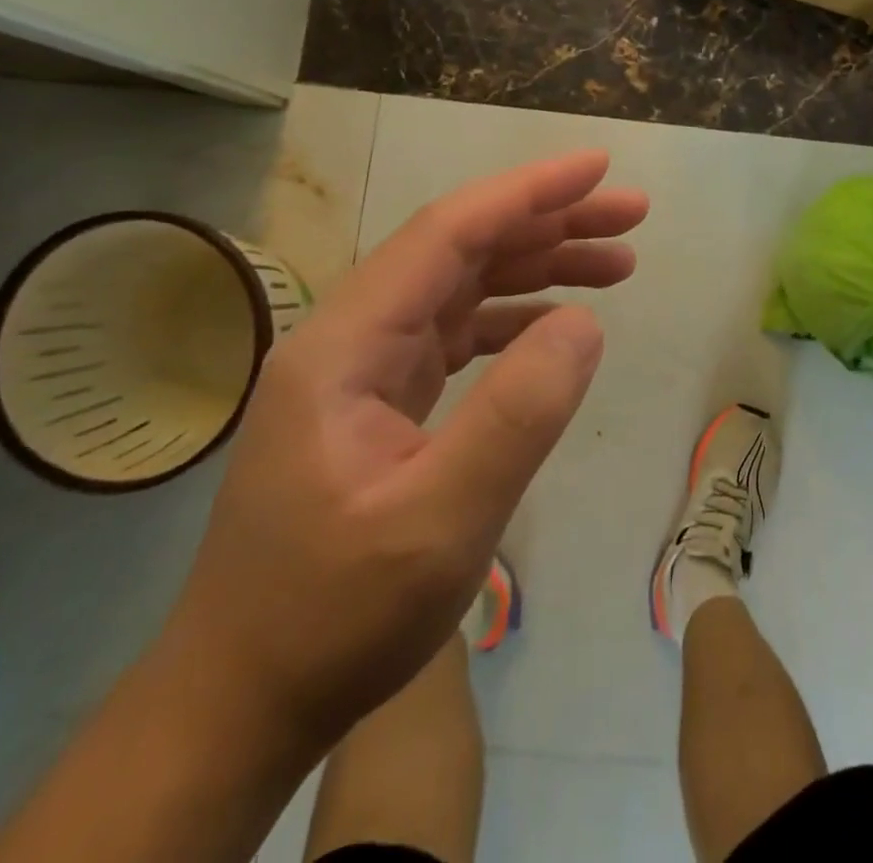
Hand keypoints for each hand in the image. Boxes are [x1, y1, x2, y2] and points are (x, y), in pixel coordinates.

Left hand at [159, 150, 647, 751]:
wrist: (242, 703)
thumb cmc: (333, 617)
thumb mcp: (440, 524)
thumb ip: (517, 415)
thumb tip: (583, 323)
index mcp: (346, 345)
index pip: (447, 234)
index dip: (527, 192)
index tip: (597, 168)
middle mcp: (350, 337)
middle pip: (461, 249)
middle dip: (549, 222)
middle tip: (630, 214)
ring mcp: (364, 368)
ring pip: (463, 286)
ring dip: (539, 265)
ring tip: (618, 262)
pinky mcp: (381, 399)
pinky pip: (458, 332)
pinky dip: (515, 317)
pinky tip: (559, 324)